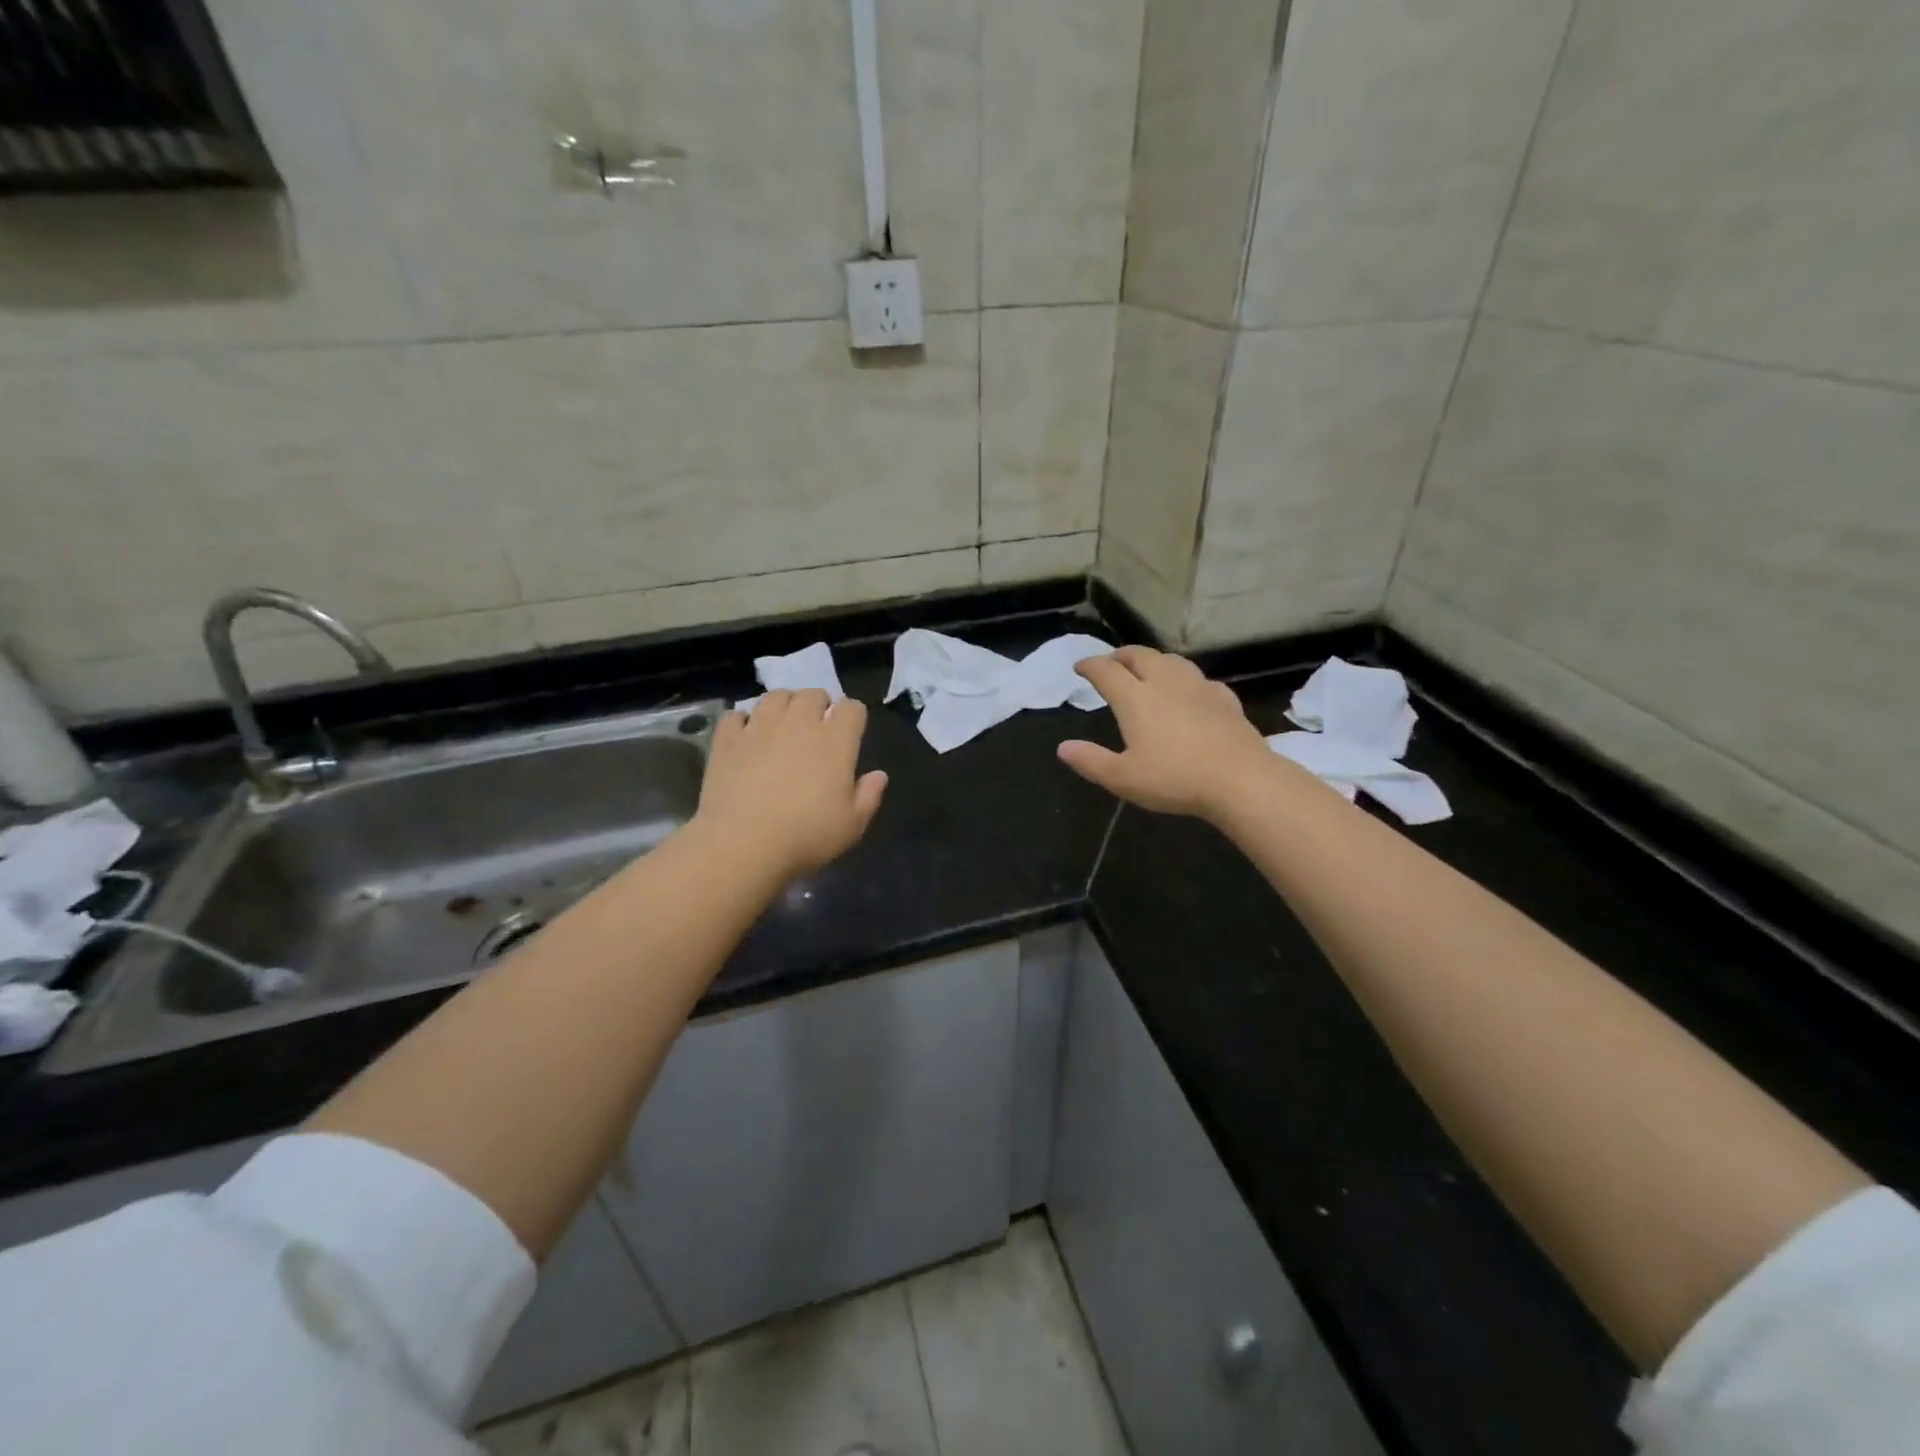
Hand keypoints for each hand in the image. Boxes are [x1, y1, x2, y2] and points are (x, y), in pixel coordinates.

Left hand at [693, 690, 888, 880]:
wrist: (742, 844)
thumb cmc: (806, 836)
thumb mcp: (851, 825)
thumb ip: (868, 796)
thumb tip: (879, 775)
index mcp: (835, 741)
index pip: (852, 708)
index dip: (853, 715)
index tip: (850, 731)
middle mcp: (799, 723)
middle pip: (813, 694)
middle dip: (819, 704)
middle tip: (816, 727)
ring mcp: (760, 727)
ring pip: (775, 696)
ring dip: (783, 705)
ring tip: (782, 725)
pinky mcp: (728, 739)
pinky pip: (736, 715)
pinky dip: (743, 721)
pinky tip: (746, 736)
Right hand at [1057, 647, 1275, 818]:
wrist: (1240, 779)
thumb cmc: (1175, 779)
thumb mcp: (1123, 778)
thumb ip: (1090, 761)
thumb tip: (1063, 747)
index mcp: (1135, 698)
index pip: (1106, 671)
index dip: (1090, 665)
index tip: (1080, 667)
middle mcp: (1164, 683)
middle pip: (1139, 656)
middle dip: (1120, 655)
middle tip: (1111, 663)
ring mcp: (1198, 687)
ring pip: (1171, 660)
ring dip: (1152, 660)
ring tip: (1146, 669)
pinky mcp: (1224, 698)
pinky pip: (1199, 679)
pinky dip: (1184, 679)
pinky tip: (1189, 691)